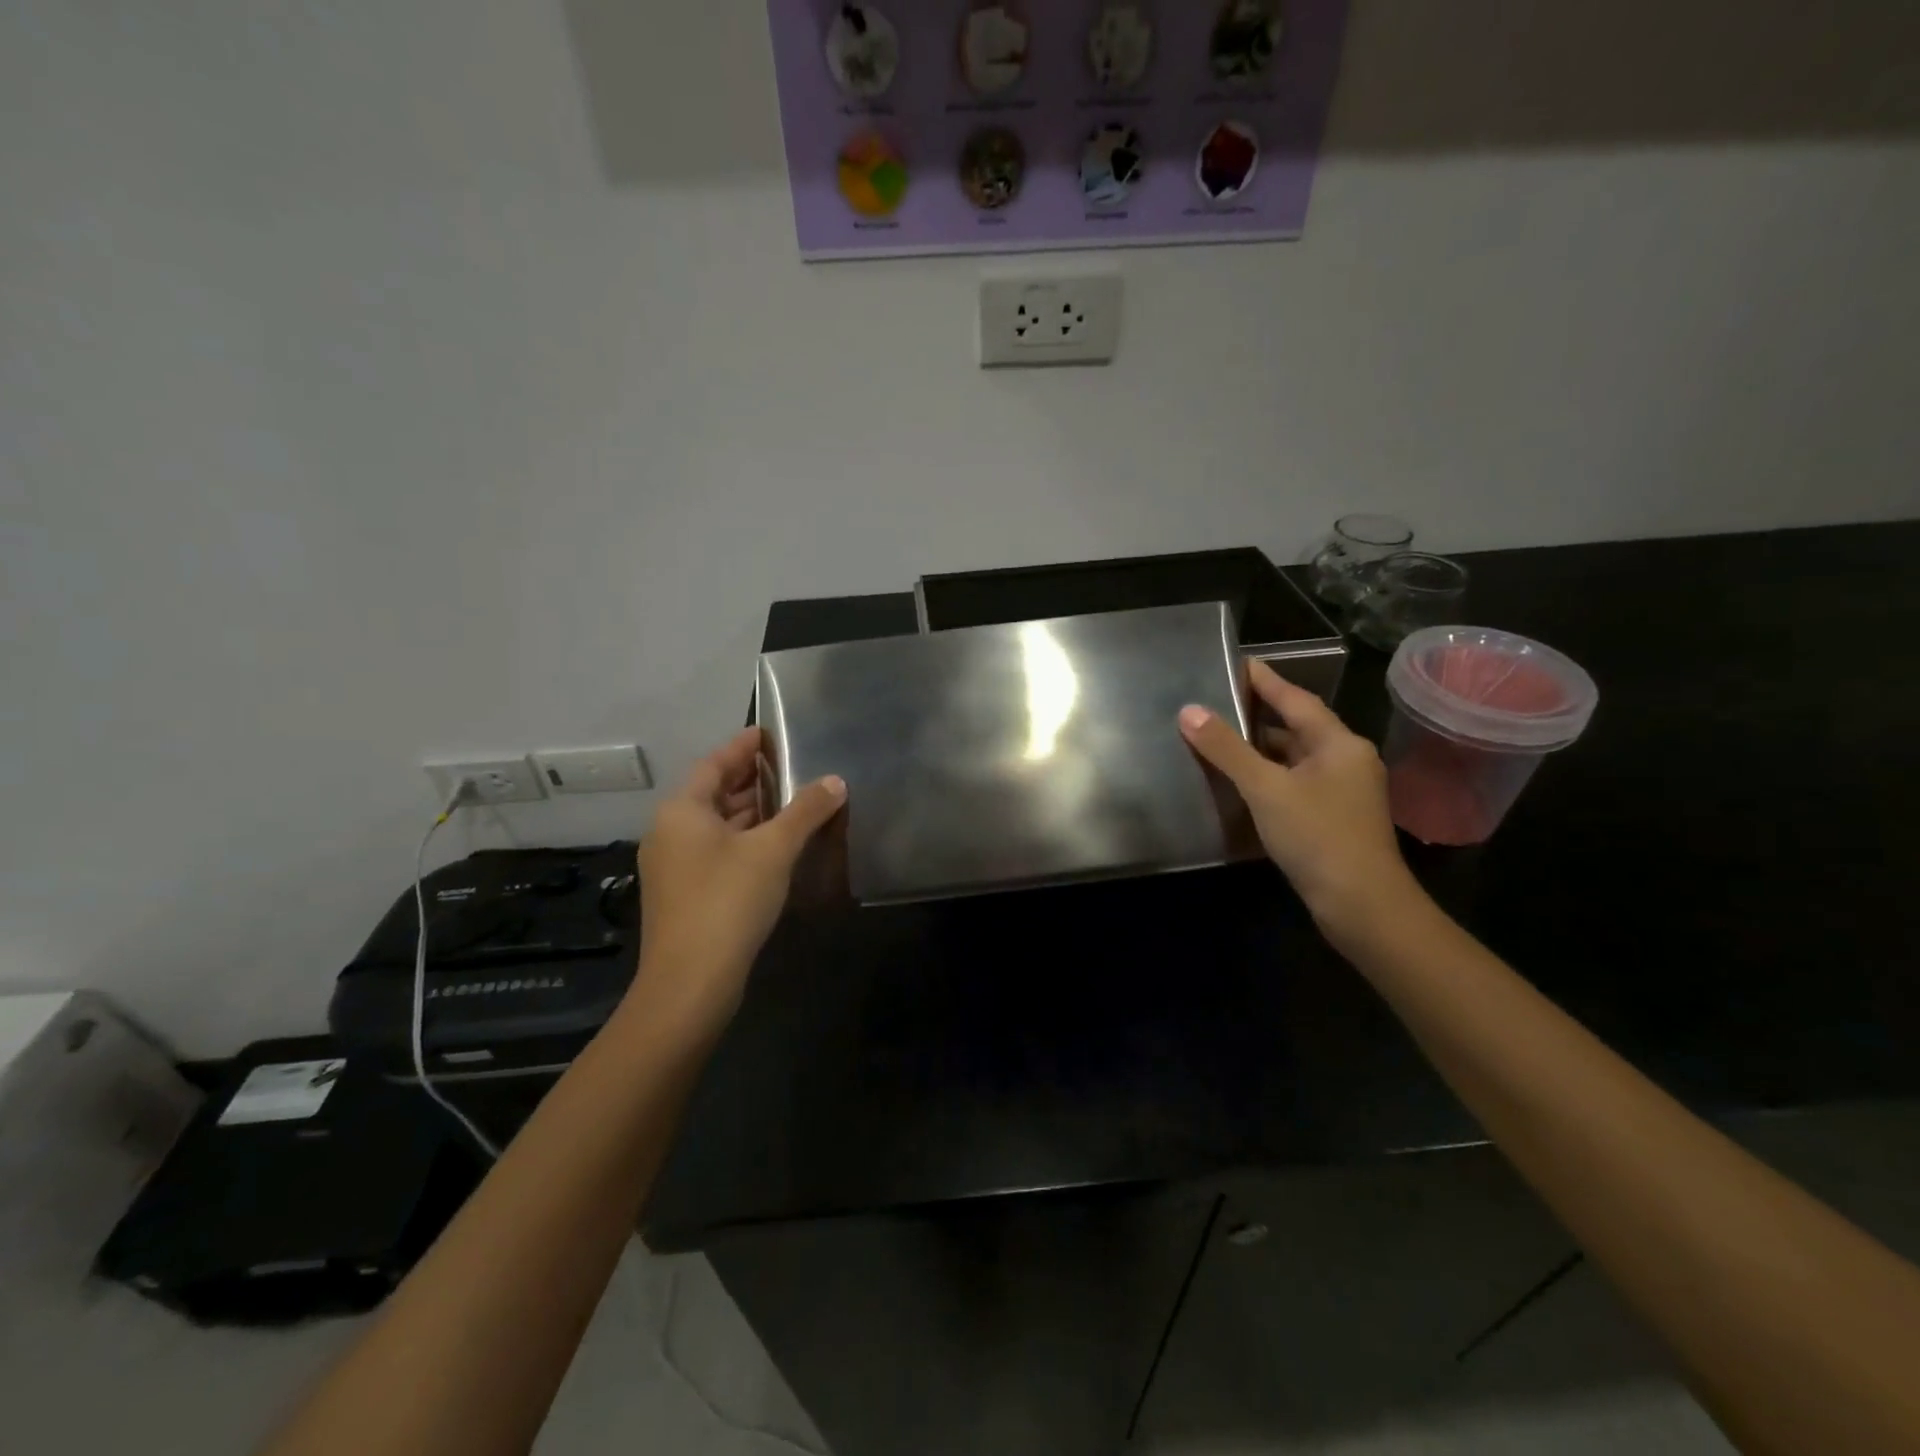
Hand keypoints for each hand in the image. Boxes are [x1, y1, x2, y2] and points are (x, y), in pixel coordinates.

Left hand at [633, 728, 845, 1029]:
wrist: (690, 984)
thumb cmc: (727, 901)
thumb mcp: (773, 850)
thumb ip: (805, 811)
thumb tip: (835, 781)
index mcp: (682, 810)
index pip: (715, 763)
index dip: (744, 746)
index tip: (771, 733)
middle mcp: (670, 832)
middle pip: (714, 793)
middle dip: (752, 780)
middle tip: (791, 766)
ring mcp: (674, 866)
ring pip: (717, 826)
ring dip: (752, 812)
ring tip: (793, 801)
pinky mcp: (685, 894)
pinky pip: (717, 851)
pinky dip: (745, 840)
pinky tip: (776, 846)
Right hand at [1179, 659, 1416, 939]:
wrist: (1362, 905)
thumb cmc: (1317, 836)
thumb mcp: (1266, 788)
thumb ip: (1226, 749)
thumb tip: (1189, 711)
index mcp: (1339, 743)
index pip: (1296, 699)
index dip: (1265, 680)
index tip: (1236, 663)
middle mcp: (1346, 760)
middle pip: (1296, 727)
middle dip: (1258, 715)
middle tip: (1217, 702)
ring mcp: (1344, 792)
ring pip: (1295, 759)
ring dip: (1261, 750)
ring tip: (1219, 739)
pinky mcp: (1334, 819)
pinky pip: (1296, 783)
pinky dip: (1269, 777)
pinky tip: (1242, 783)